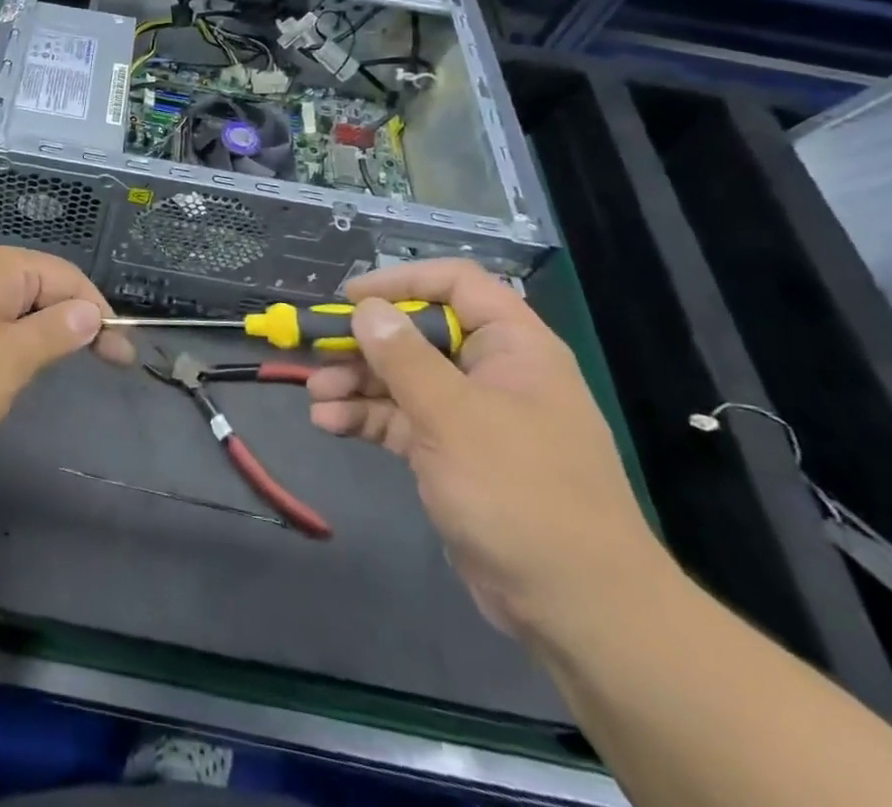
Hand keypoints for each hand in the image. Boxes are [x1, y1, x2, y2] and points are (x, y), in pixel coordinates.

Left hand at [0, 244, 123, 466]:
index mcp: (0, 267)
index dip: (100, 314)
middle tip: (98, 363)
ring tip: (54, 367)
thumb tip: (88, 310)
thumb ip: (54, 333)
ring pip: (11, 305)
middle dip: (72, 321)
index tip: (122, 359)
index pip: (69, 278)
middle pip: (41, 286)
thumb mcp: (9, 361)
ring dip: (39, 332)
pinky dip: (7, 340)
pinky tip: (2, 367)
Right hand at [307, 258, 668, 639]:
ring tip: (315, 395)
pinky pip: (403, 420)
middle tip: (316, 351)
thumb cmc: (520, 492)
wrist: (576, 609)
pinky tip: (329, 423)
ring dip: (357, 383)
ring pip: (404, 379)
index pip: (457, 284)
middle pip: (419, 334)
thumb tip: (366, 309)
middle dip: (365, 343)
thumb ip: (403, 356)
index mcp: (513, 347)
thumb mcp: (452, 416)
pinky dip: (367, 418)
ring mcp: (473, 416)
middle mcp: (492, 372)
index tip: (351, 299)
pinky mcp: (454, 455)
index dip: (402, 282)